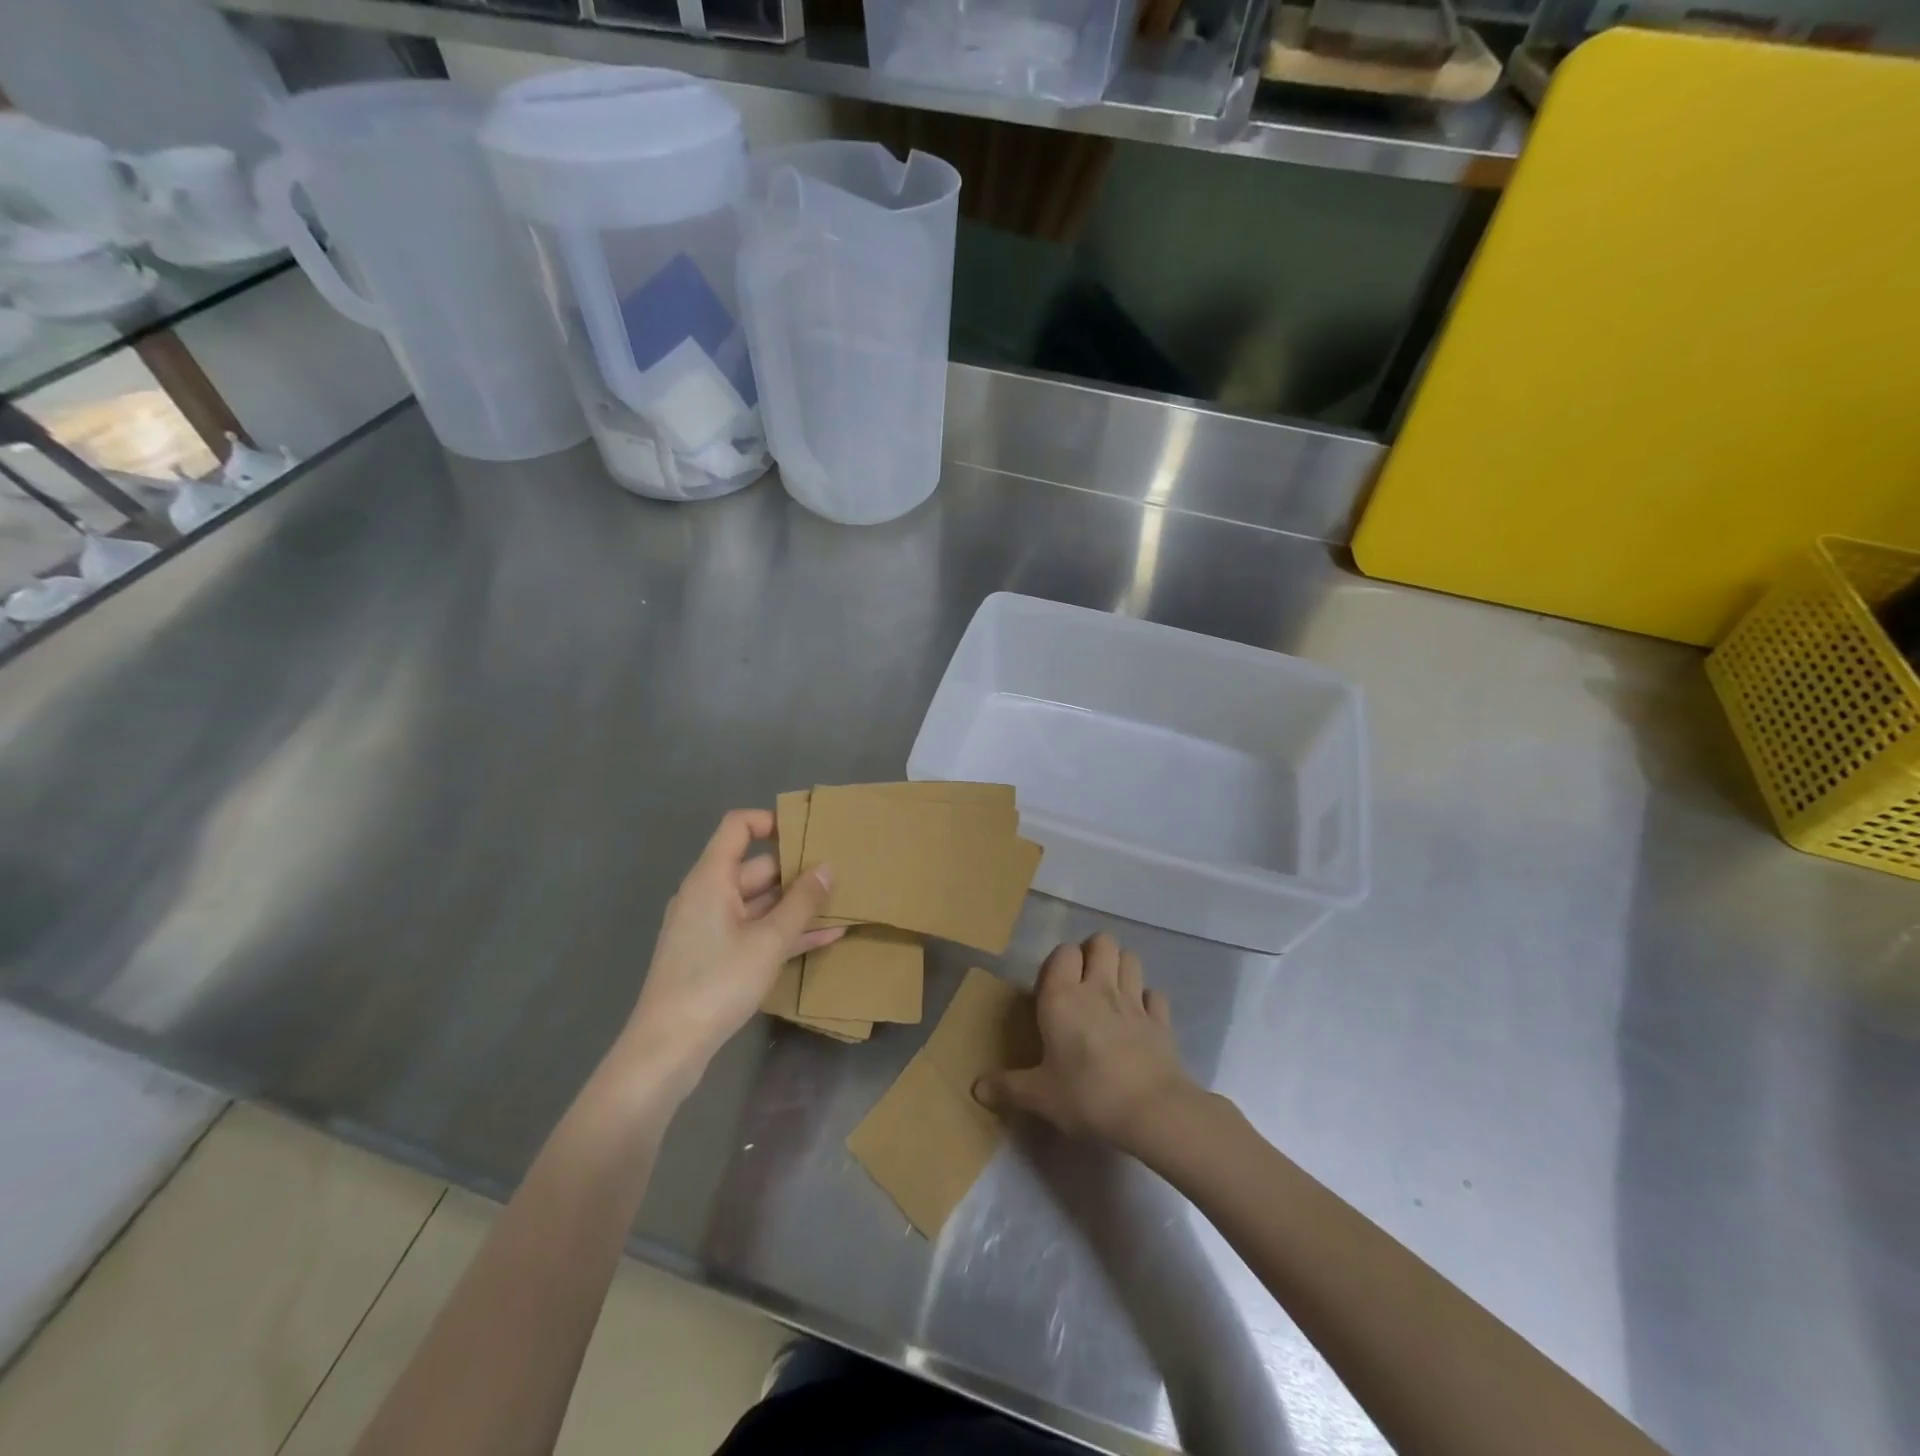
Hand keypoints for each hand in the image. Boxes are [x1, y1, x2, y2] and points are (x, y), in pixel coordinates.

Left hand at [616, 809, 841, 1095]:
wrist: (667, 1047)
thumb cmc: (717, 981)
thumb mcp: (769, 940)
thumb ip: (802, 901)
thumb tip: (827, 866)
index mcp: (711, 879)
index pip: (738, 827)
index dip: (771, 821)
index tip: (808, 833)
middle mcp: (708, 895)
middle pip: (755, 867)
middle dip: (797, 870)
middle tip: (841, 873)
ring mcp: (710, 927)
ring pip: (760, 903)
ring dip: (797, 905)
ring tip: (842, 904)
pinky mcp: (715, 956)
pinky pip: (755, 931)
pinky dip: (785, 932)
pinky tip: (826, 937)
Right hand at [973, 932, 1196, 1149]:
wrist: (1151, 1111)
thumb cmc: (1086, 1095)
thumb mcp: (1040, 1096)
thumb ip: (1008, 1087)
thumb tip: (976, 1089)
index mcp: (1063, 997)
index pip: (1063, 952)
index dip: (1059, 962)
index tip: (1052, 988)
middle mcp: (1099, 988)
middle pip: (1102, 941)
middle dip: (1093, 952)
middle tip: (1083, 982)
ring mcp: (1134, 1001)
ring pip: (1131, 957)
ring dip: (1121, 967)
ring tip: (1110, 991)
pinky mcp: (1161, 1020)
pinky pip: (1155, 994)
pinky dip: (1147, 1000)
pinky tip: (1139, 1018)